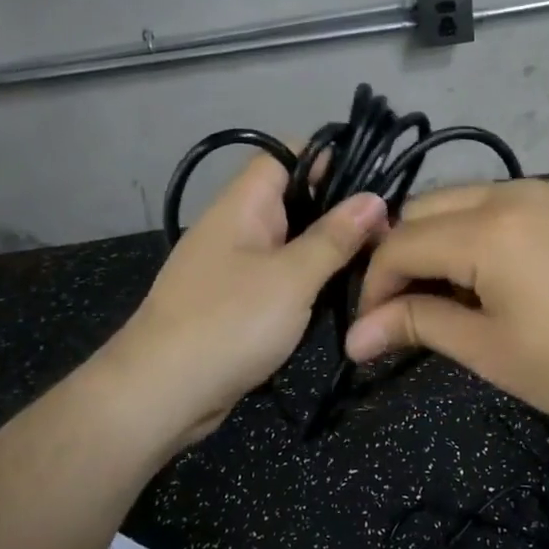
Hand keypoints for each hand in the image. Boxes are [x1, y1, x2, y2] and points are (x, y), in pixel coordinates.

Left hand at [108, 153, 387, 449]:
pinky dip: (307, 280)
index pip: (285, 155)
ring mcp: (232, 265)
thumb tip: (373, 199)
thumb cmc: (229, 322)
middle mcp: (235, 226)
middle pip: (292, 198)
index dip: (328, 158)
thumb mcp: (292, 277)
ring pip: (288, 240)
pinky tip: (338, 294)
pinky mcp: (234, 301)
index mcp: (242, 205)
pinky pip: (278, 276)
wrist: (161, 394)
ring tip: (374, 260)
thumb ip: (334, 237)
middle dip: (337, 209)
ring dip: (326, 249)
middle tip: (388, 229)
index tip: (374, 180)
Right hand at [345, 179, 548, 441]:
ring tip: (457, 294)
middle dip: (403, 255)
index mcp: (485, 229)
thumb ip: (419, 327)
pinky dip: (484, 230)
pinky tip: (504, 273)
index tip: (372, 328)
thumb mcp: (492, 351)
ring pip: (466, 199)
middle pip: (425, 208)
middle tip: (409, 308)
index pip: (399, 244)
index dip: (374, 286)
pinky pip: (509, 201)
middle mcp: (512, 192)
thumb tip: (355, 336)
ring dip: (443, 239)